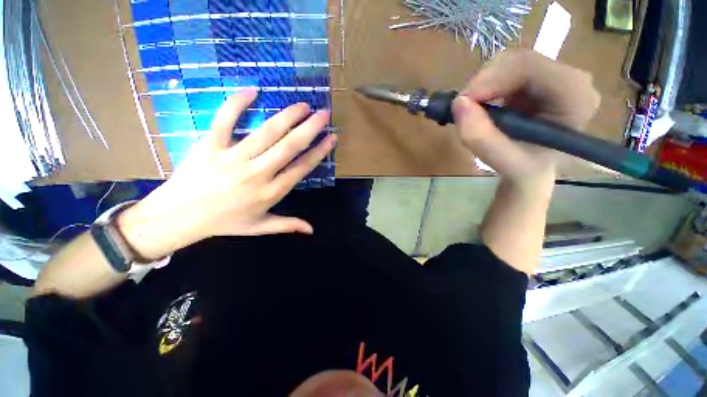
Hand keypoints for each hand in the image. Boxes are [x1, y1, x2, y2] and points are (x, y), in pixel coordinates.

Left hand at [117, 89, 336, 260]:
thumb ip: (287, 225)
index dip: (319, 152)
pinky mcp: (209, 146)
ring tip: (303, 105)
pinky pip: (224, 121)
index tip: (331, 138)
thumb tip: (311, 230)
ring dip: (287, 116)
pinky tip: (252, 90)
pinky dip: (236, 104)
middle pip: (289, 147)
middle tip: (324, 114)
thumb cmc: (224, 222)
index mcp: (271, 192)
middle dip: (310, 129)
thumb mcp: (259, 227)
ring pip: (266, 132)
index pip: (302, 168)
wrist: (179, 218)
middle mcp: (257, 174)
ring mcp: (233, 158)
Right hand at [452, 50, 600, 189]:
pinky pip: (505, 70)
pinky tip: (482, 105)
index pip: (531, 68)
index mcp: (575, 98)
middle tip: (462, 107)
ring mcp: (554, 75)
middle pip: (519, 60)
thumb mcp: (503, 161)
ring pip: (509, 62)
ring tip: (472, 110)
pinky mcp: (537, 77)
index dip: (491, 79)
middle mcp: (571, 79)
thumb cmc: (525, 168)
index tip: (463, 101)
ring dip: (482, 85)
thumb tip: (458, 103)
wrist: (533, 168)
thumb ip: (481, 137)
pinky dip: (485, 87)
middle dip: (483, 82)